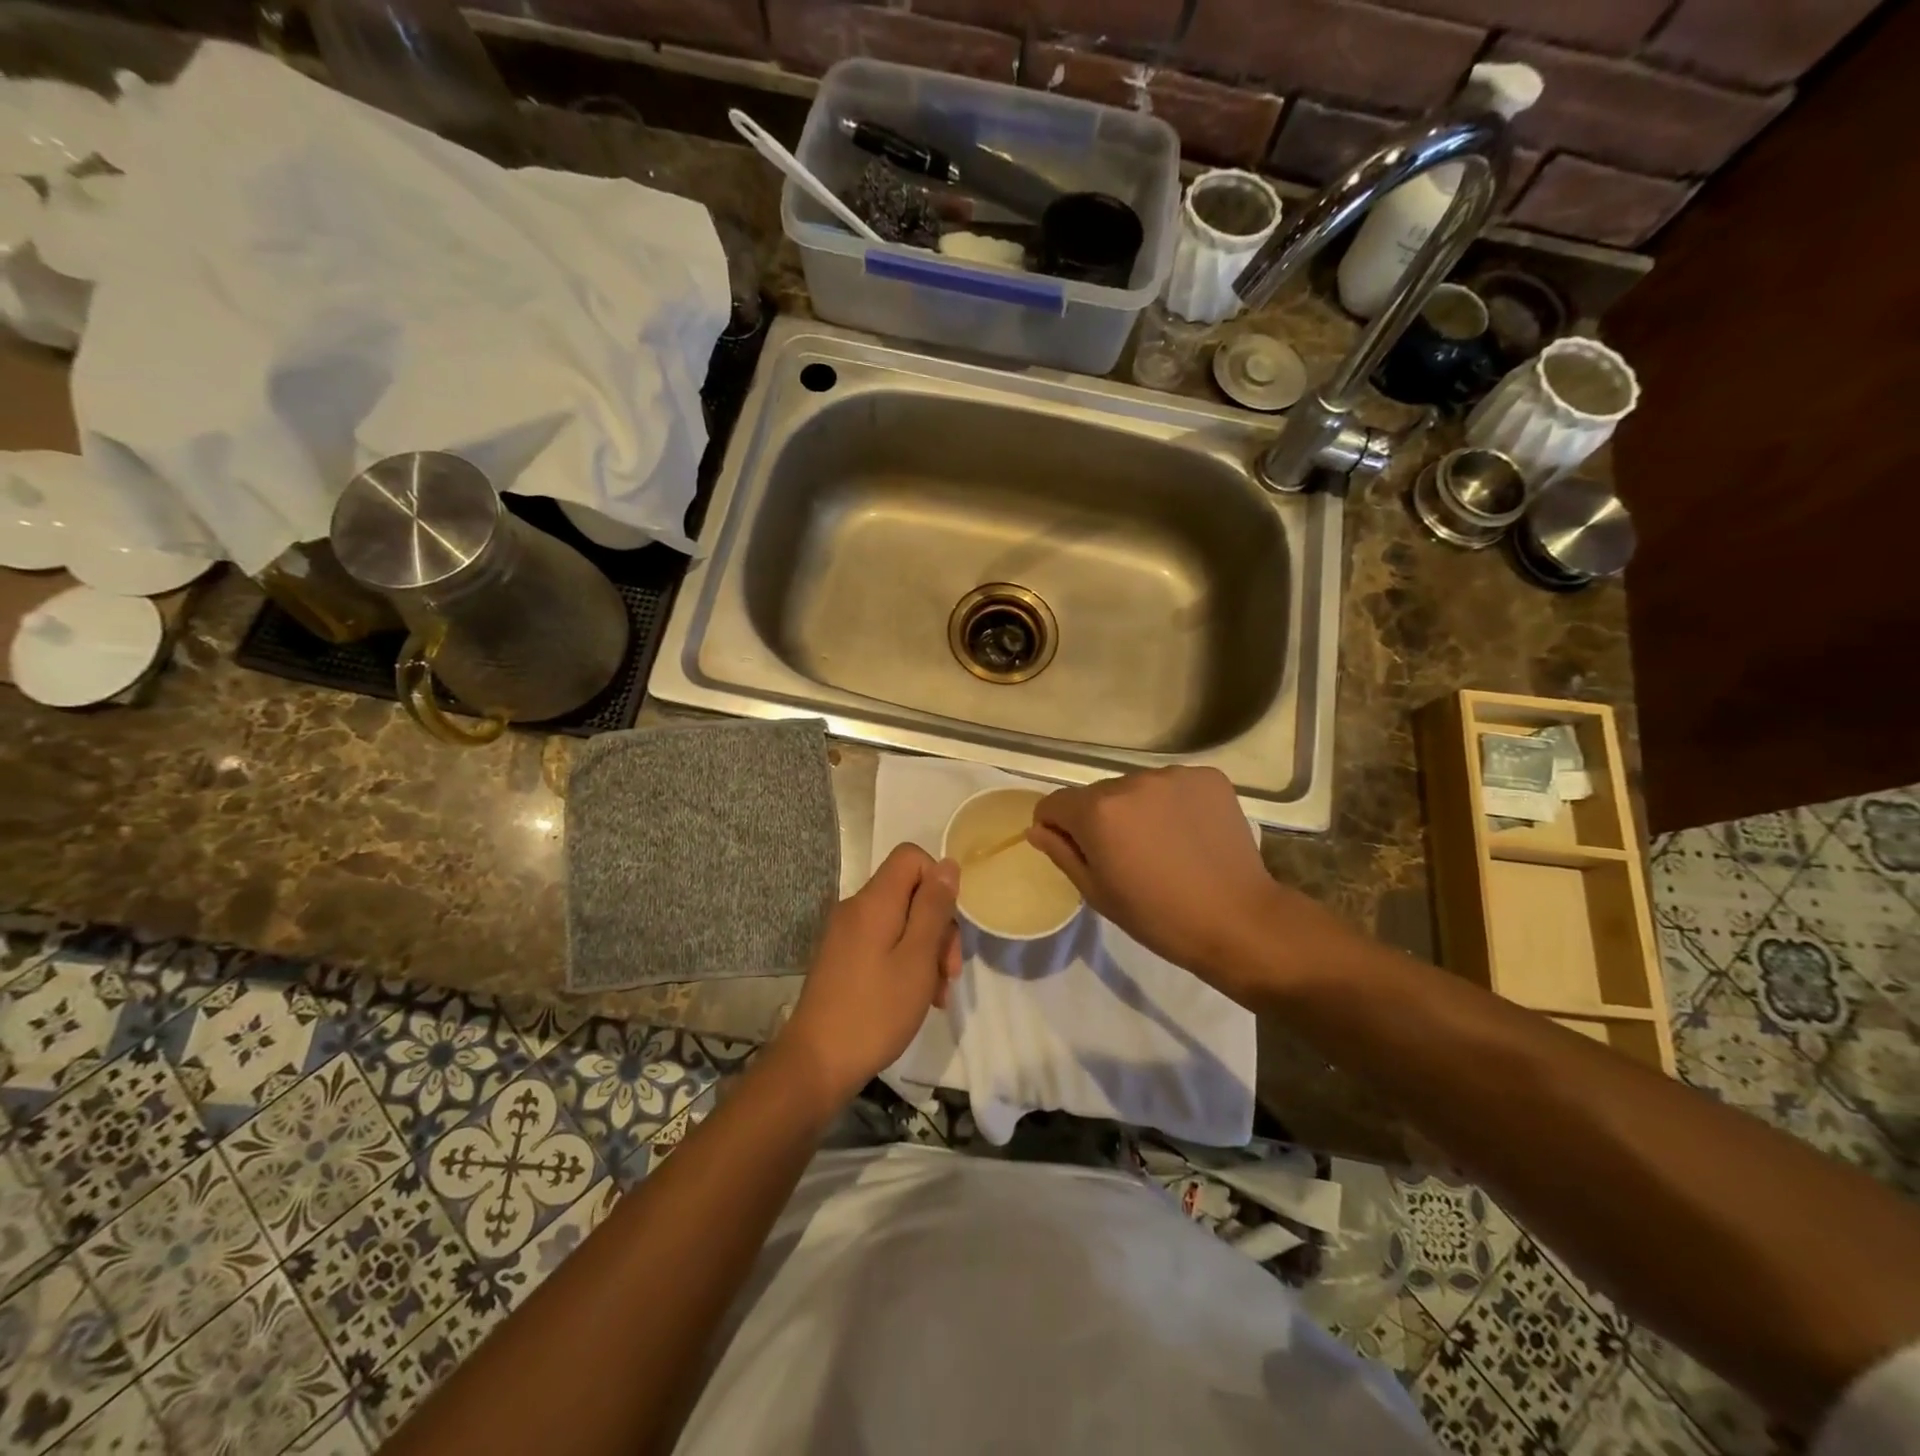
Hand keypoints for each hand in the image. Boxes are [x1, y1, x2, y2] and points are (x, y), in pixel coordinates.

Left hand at [775, 844, 961, 1107]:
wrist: (816, 1062)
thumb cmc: (875, 1010)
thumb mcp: (917, 958)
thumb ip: (934, 908)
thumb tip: (947, 864)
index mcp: (874, 901)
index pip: (911, 857)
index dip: (938, 881)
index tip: (949, 924)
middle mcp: (855, 908)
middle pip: (909, 892)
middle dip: (937, 925)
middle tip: (949, 972)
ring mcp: (845, 933)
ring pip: (899, 921)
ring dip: (925, 950)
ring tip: (937, 994)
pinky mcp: (842, 957)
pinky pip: (882, 942)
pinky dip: (904, 961)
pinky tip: (916, 997)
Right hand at [1028, 767, 1344, 997]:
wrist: (1238, 921)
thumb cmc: (1157, 917)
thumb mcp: (1097, 892)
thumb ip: (1061, 852)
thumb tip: (1038, 828)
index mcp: (1098, 811)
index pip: (1055, 802)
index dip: (1055, 826)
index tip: (1075, 850)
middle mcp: (1131, 781)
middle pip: (1097, 794)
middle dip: (1100, 818)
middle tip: (1125, 856)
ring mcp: (1173, 775)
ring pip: (1136, 788)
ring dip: (1137, 809)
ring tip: (1162, 845)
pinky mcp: (1208, 777)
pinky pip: (1173, 785)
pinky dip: (1172, 803)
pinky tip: (1189, 833)